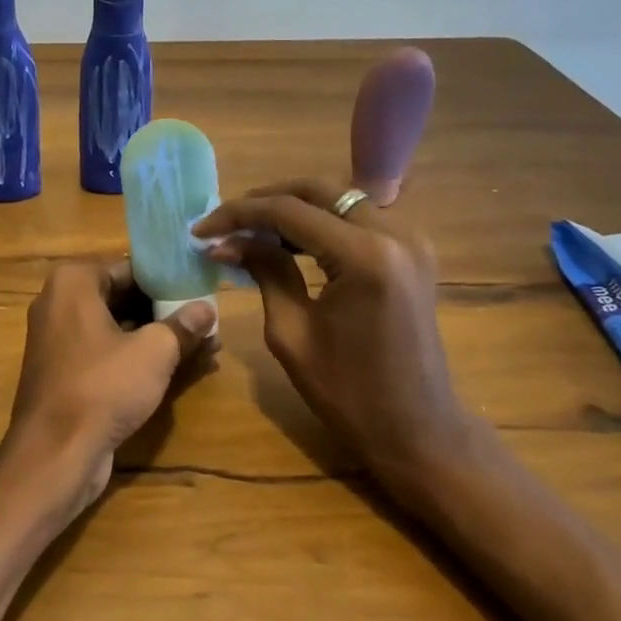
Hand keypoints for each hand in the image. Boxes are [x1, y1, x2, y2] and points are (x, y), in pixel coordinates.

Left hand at [0, 258, 218, 528]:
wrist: (55, 453)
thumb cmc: (103, 387)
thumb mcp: (154, 352)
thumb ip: (182, 325)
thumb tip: (207, 309)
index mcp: (73, 282)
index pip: (131, 268)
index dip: (169, 280)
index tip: (202, 289)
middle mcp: (59, 303)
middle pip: (123, 297)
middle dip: (167, 310)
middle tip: (209, 319)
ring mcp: (58, 339)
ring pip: (118, 328)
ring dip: (158, 336)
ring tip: (207, 344)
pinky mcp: (64, 371)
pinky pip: (107, 353)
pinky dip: (138, 357)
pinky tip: (181, 368)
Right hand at [193, 179, 486, 508]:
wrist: (418, 430)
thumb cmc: (349, 393)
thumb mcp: (292, 332)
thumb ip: (265, 273)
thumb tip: (227, 242)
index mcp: (364, 256)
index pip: (288, 211)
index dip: (238, 214)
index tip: (201, 230)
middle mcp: (394, 233)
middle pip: (319, 190)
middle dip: (266, 199)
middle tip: (226, 222)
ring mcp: (411, 240)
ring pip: (340, 199)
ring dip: (294, 208)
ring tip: (250, 232)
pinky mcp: (414, 253)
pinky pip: (360, 219)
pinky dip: (322, 223)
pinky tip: (291, 243)